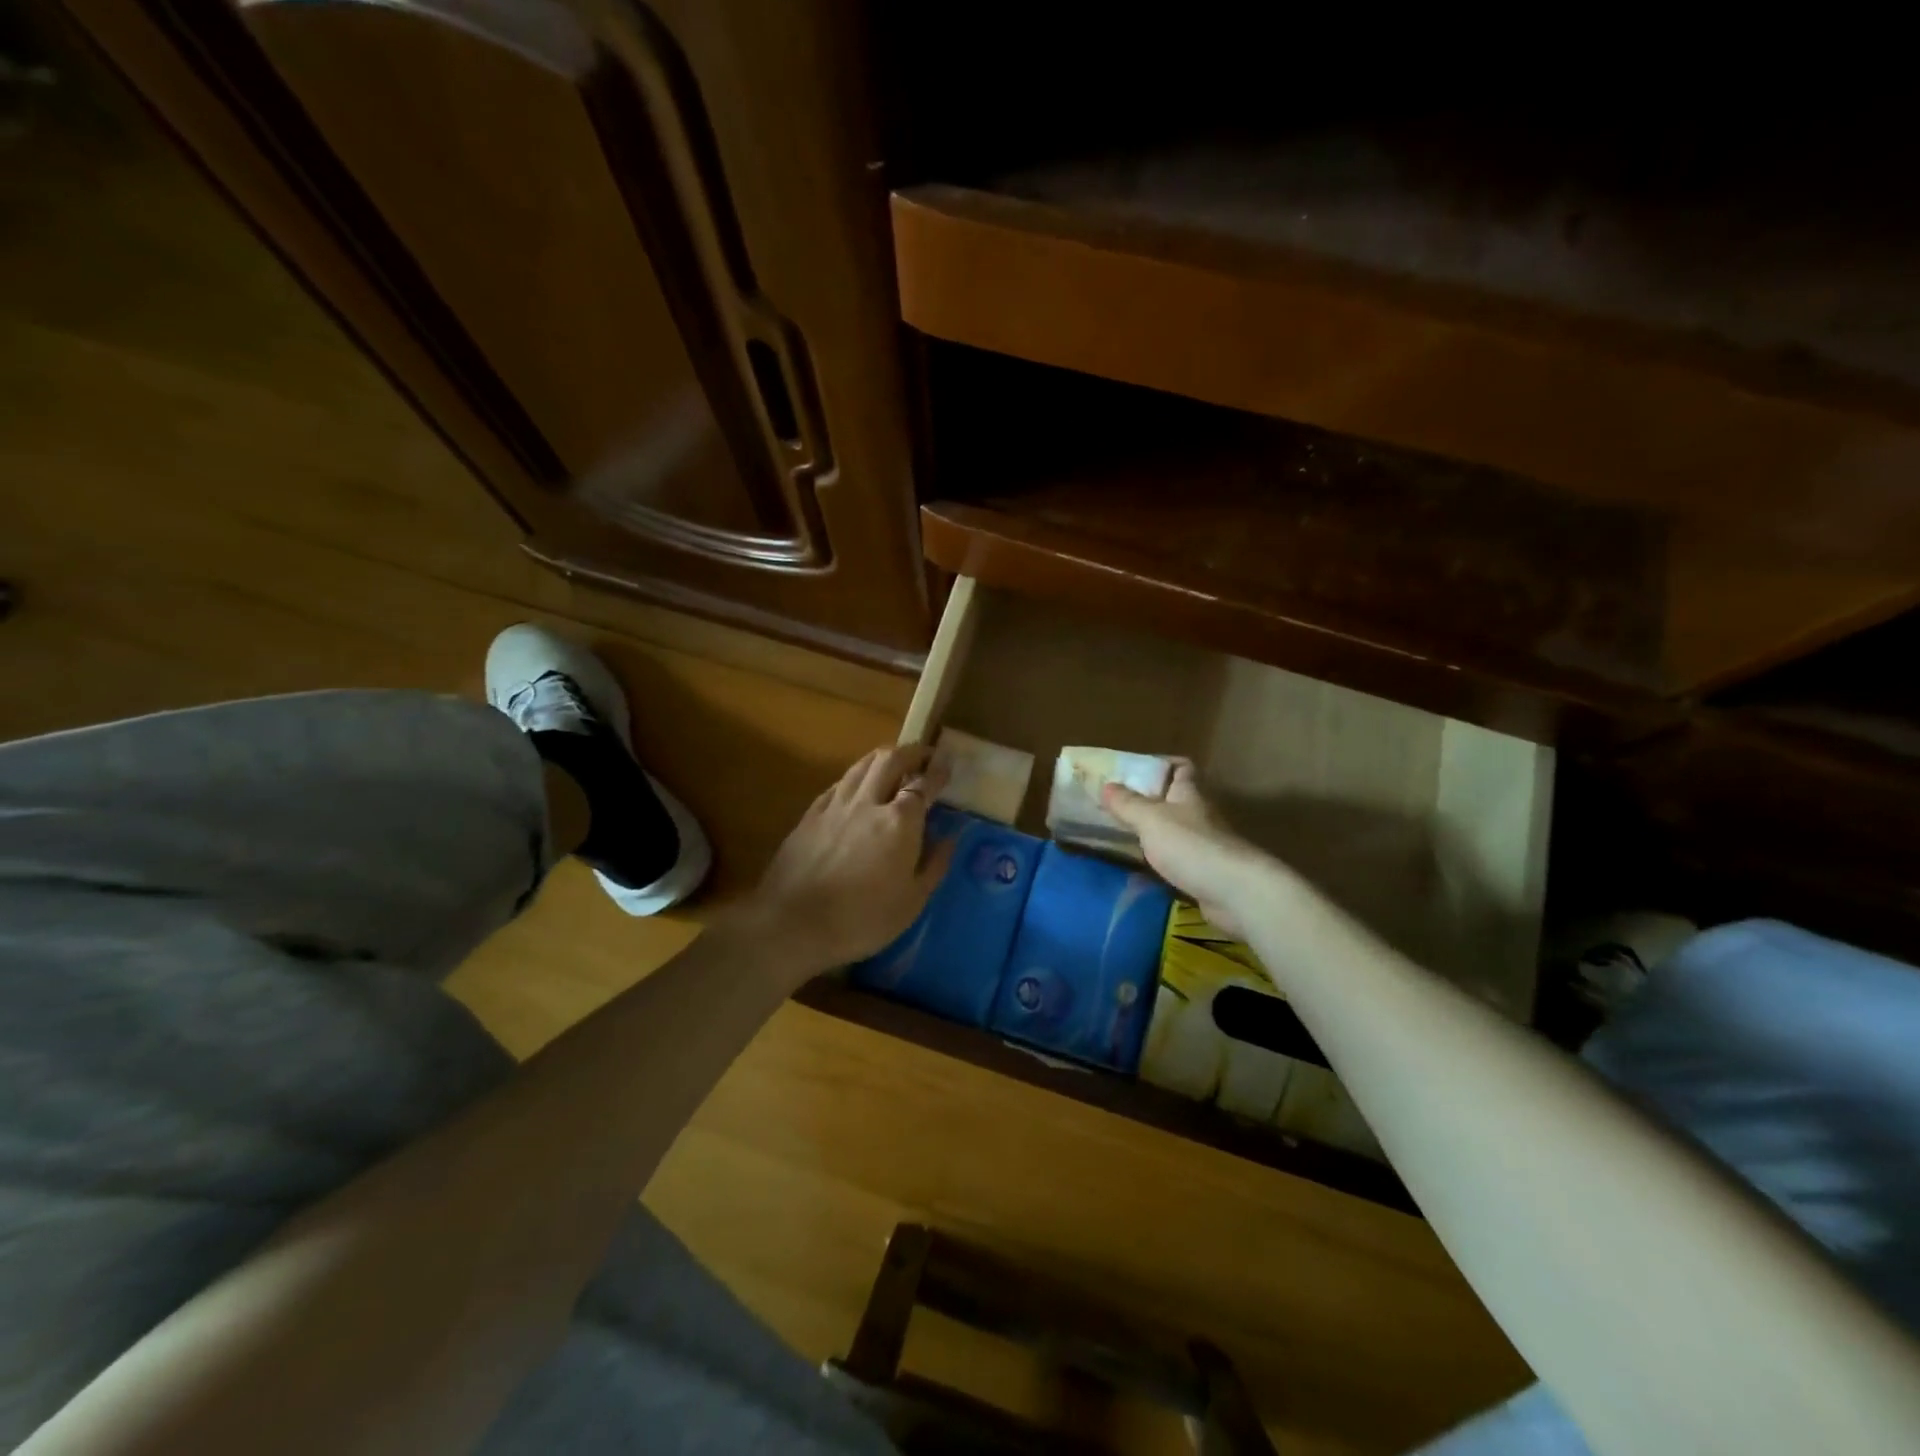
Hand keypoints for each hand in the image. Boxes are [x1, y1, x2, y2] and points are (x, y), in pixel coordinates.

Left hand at [745, 745, 953, 979]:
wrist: (792, 924)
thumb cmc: (861, 919)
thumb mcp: (912, 902)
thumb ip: (934, 864)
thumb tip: (949, 836)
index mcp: (899, 821)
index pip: (923, 784)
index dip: (937, 772)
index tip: (947, 765)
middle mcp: (868, 802)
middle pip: (890, 760)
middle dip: (911, 752)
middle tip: (923, 755)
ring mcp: (835, 805)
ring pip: (861, 766)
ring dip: (882, 758)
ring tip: (893, 762)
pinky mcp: (810, 815)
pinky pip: (838, 784)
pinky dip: (855, 777)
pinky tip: (856, 787)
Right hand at [1102, 760, 1266, 937]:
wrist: (1236, 893)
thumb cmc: (1191, 846)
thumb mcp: (1151, 819)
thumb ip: (1128, 804)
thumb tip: (1107, 785)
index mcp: (1189, 794)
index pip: (1181, 768)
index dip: (1161, 765)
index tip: (1133, 772)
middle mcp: (1199, 815)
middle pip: (1175, 800)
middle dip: (1148, 802)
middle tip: (1115, 807)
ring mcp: (1205, 845)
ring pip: (1175, 831)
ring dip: (1153, 834)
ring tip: (1120, 837)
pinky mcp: (1205, 873)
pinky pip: (1178, 860)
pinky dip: (1160, 862)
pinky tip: (1140, 869)